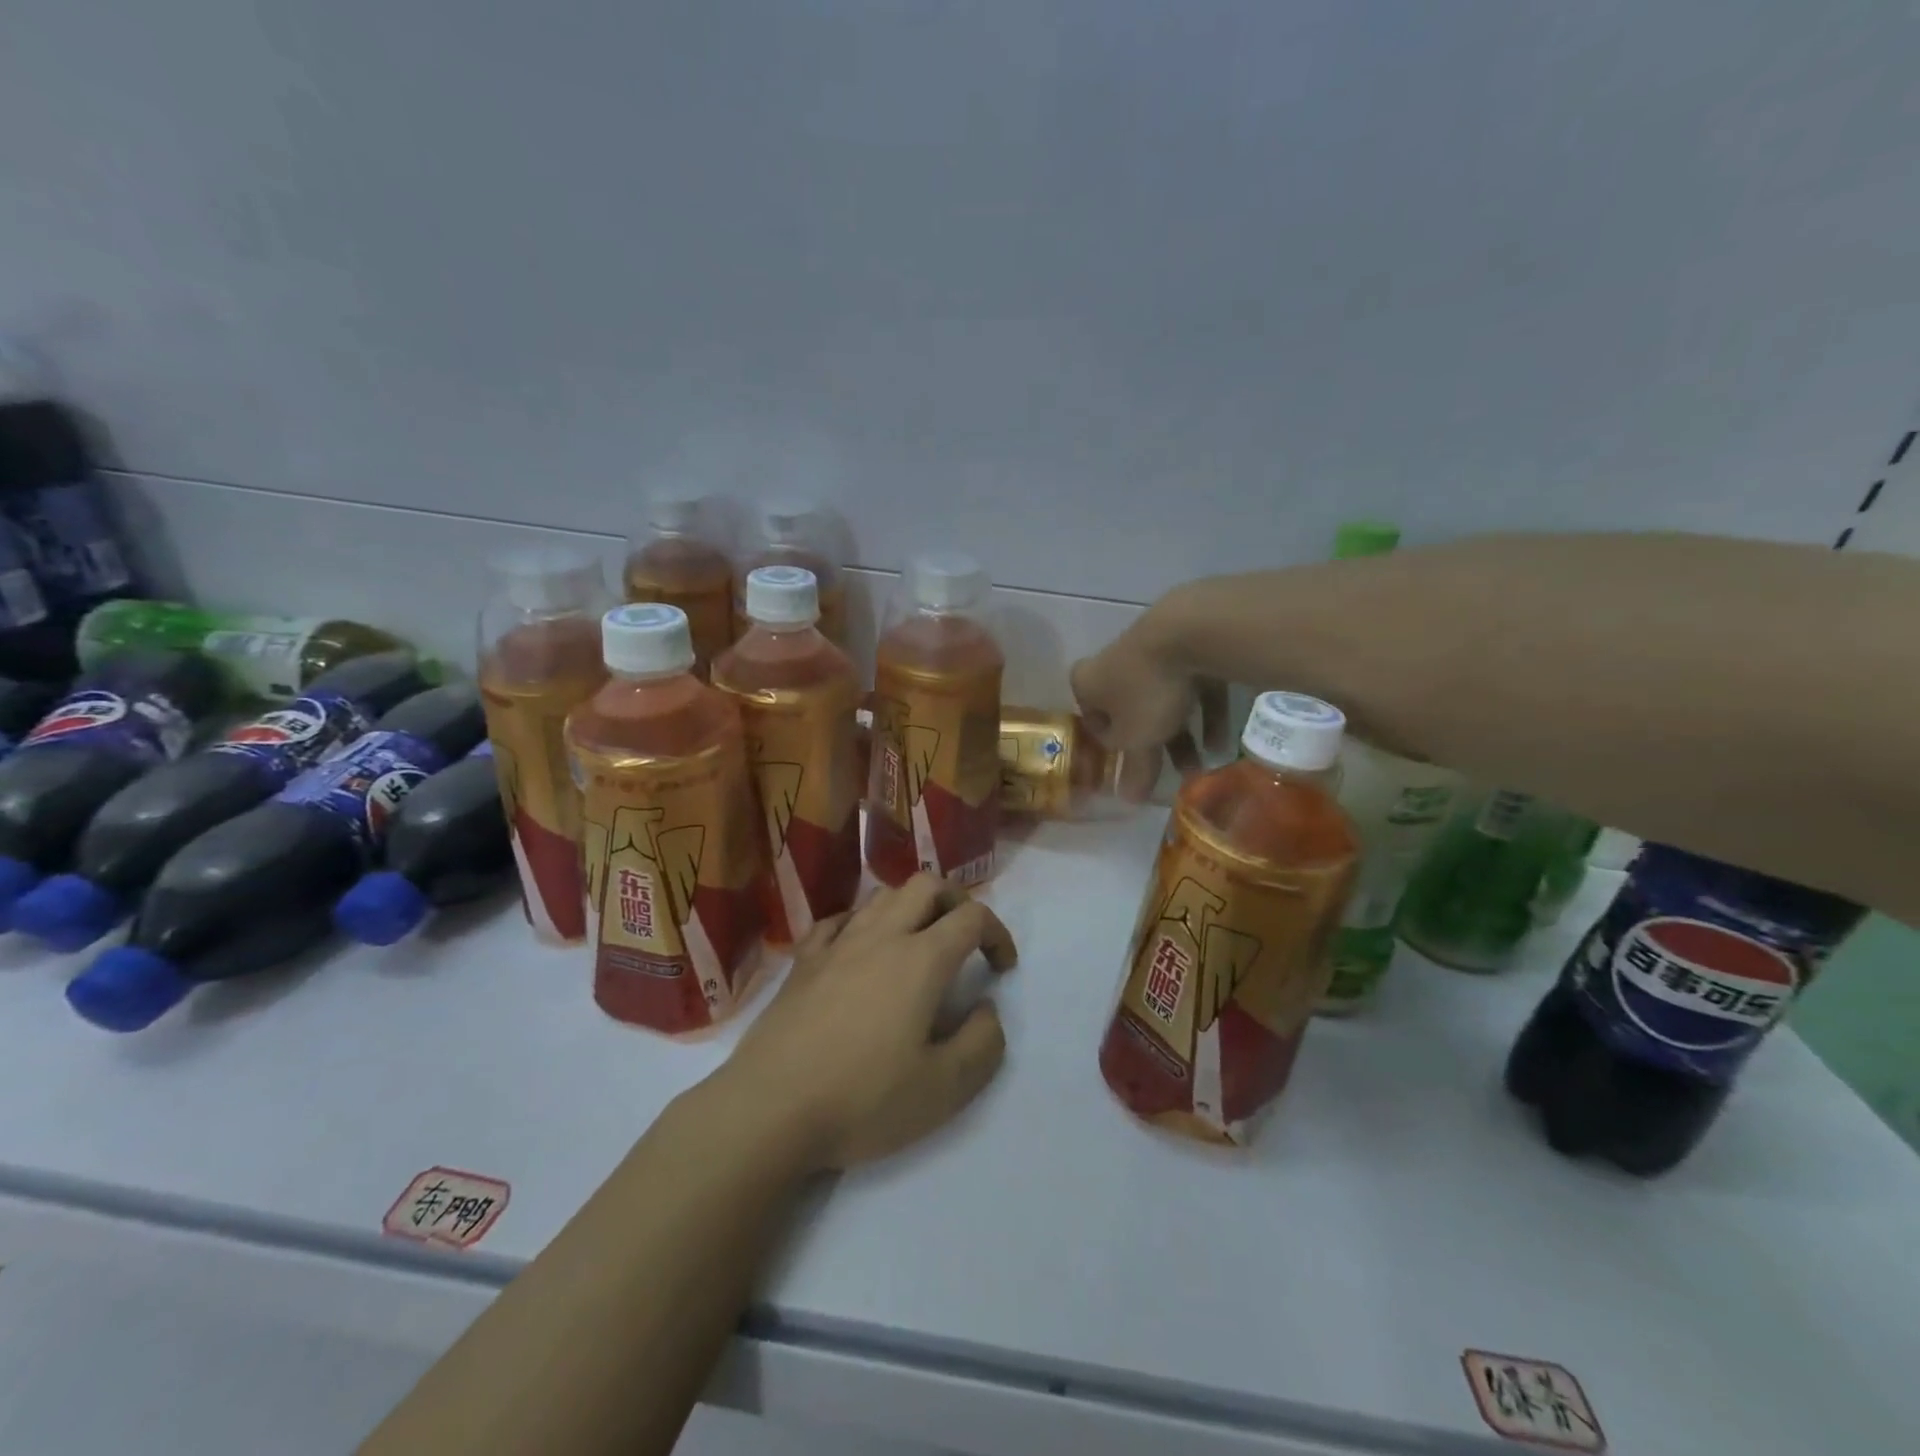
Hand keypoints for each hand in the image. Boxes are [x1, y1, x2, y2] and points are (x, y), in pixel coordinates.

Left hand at [722, 875, 1017, 1171]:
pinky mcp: (802, 961)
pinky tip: (860, 951)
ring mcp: (836, 944)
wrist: (769, 1109)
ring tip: (917, 944)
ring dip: (910, 907)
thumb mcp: (944, 1089)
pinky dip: (862, 923)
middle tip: (964, 940)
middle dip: (956, 901)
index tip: (1002, 968)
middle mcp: (880, 937)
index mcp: (920, 960)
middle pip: (926, 885)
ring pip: (881, 895)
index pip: (972, 917)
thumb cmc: (863, 1099)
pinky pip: (838, 920)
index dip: (998, 933)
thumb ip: (983, 1043)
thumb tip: (986, 1009)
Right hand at [1070, 609, 1227, 773]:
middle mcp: (1113, 663)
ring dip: (1184, 736)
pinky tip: (1223, 741)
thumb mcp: (1138, 740)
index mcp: (1088, 683)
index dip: (1115, 749)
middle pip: (1132, 712)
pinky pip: (1194, 685)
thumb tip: (1127, 800)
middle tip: (1174, 774)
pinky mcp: (1186, 641)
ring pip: (1165, 700)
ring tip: (1204, 767)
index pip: (1093, 721)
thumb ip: (1134, 770)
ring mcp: (1150, 649)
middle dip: (1156, 746)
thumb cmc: (1148, 690)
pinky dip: (1206, 712)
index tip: (1135, 769)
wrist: (1189, 631)